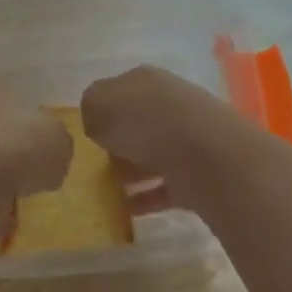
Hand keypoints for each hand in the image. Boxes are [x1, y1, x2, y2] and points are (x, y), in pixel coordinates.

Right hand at [81, 66, 235, 209]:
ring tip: (106, 190)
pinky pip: (164, 186)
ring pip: (152, 155)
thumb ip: (90, 108)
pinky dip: (145, 198)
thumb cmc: (147, 123)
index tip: (83, 136)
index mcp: (147, 81)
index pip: (117, 91)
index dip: (99, 112)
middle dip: (116, 144)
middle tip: (93, 166)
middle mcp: (170, 104)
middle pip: (137, 123)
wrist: (207, 157)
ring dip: (130, 172)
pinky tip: (125, 210)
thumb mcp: (99, 105)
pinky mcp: (198, 172)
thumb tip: (96, 121)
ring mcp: (188, 139)